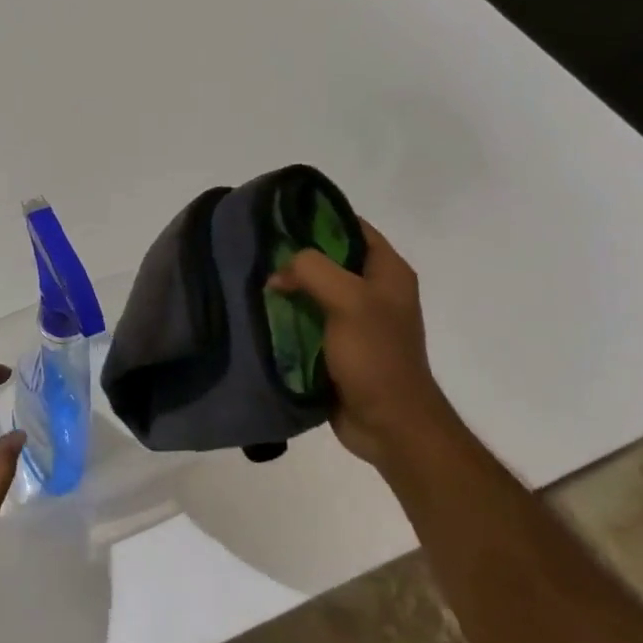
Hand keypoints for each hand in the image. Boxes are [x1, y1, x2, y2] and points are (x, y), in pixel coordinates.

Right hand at [267, 217, 455, 464]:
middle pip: (328, 259)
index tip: (278, 217)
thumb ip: (312, 271)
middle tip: (257, 251)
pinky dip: (287, 316)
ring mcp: (355, 320)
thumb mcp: (348, 300)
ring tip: (252, 281)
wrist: (389, 425)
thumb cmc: (376, 357)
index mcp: (388, 272)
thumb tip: (278, 275)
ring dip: (287, 288)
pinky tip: (260, 313)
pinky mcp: (337, 346)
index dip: (318, 217)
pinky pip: (307, 320)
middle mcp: (374, 291)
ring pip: (314, 290)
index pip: (352, 227)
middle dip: (295, 255)